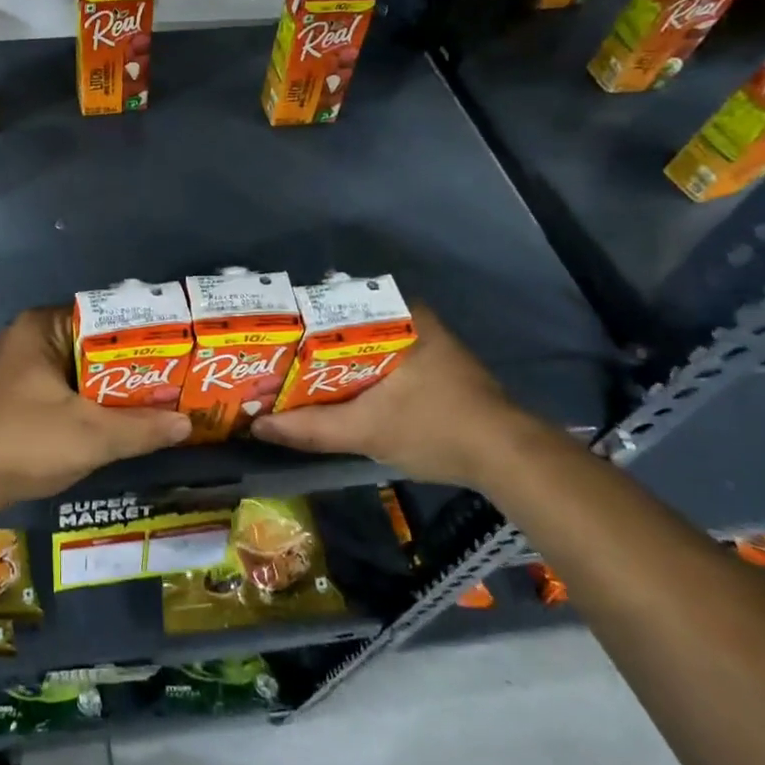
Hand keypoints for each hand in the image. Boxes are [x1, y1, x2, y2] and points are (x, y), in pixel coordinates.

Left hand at [0, 308, 191, 511]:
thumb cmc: (24, 441)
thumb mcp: (91, 435)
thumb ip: (141, 428)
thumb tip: (187, 424)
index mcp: (44, 326)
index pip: (107, 316)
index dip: (147, 333)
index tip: (183, 348)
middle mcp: (32, 338)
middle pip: (97, 345)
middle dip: (136, 366)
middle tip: (181, 378)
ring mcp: (22, 369)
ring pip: (83, 371)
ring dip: (116, 388)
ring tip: (165, 398)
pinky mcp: (18, 397)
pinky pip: (68, 389)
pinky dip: (94, 402)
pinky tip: (124, 420)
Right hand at [249, 307, 536, 488]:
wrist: (508, 458)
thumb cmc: (435, 430)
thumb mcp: (366, 431)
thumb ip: (309, 428)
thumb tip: (256, 427)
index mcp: (398, 315)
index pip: (330, 305)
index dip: (293, 324)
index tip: (264, 340)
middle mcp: (410, 318)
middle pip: (341, 326)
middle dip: (307, 346)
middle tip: (269, 361)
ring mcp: (422, 341)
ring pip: (359, 344)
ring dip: (329, 362)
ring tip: (287, 375)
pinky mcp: (430, 365)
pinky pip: (377, 359)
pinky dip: (352, 373)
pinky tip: (329, 391)